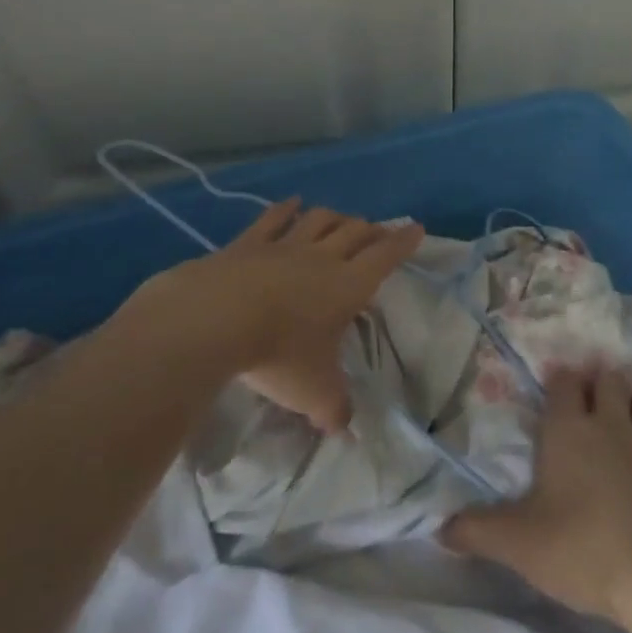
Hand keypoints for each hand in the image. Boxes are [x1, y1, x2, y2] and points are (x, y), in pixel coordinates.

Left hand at [125, 199, 422, 431]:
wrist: (215, 319)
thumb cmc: (277, 353)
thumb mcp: (313, 392)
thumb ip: (334, 409)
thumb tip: (344, 429)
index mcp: (348, 286)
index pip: (384, 257)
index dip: (403, 243)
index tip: (416, 227)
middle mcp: (322, 258)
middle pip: (355, 233)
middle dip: (372, 230)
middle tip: (379, 232)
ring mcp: (284, 246)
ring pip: (319, 221)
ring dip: (336, 217)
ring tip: (343, 218)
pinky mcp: (248, 243)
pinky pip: (274, 219)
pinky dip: (287, 209)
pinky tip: (292, 203)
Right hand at [442, 365, 631, 621]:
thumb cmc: (583, 548)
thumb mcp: (519, 544)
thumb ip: (478, 531)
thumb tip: (438, 527)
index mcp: (570, 430)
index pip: (564, 384)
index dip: (560, 379)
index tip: (556, 381)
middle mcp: (613, 425)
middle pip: (609, 381)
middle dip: (601, 379)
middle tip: (594, 388)